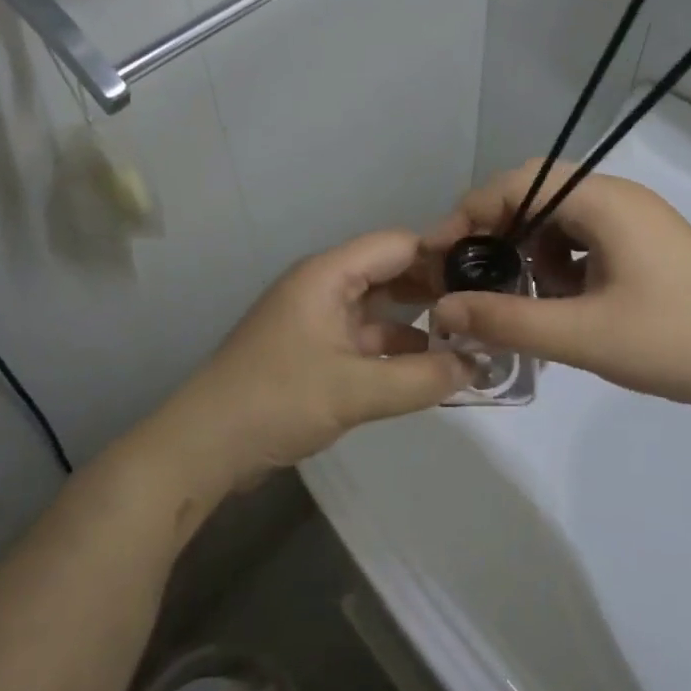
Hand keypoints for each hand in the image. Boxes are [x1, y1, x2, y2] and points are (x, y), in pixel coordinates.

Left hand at [149, 231, 469, 492]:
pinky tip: (428, 368)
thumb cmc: (277, 401)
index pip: (397, 245)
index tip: (486, 278)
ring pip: (379, 308)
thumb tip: (477, 367)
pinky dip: (395, 349)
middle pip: (389, 272)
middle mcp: (324, 286)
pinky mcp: (313, 350)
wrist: (204, 445)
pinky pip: (364, 337)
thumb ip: (421, 379)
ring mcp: (317, 318)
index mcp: (328, 274)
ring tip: (468, 340)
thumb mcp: (355, 391)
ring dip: (418, 323)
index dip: (442, 256)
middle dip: (434, 290)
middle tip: (484, 311)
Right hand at [424, 162, 690, 426]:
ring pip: (562, 220)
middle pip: (539, 196)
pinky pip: (587, 240)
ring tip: (524, 297)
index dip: (472, 211)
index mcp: (604, 201)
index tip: (441, 252)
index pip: (519, 182)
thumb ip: (506, 319)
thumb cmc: (674, 341)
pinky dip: (562, 264)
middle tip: (472, 273)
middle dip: (499, 232)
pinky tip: (564, 304)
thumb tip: (443, 308)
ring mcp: (638, 222)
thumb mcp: (581, 334)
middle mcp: (619, 198)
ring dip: (532, 251)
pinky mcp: (648, 248)